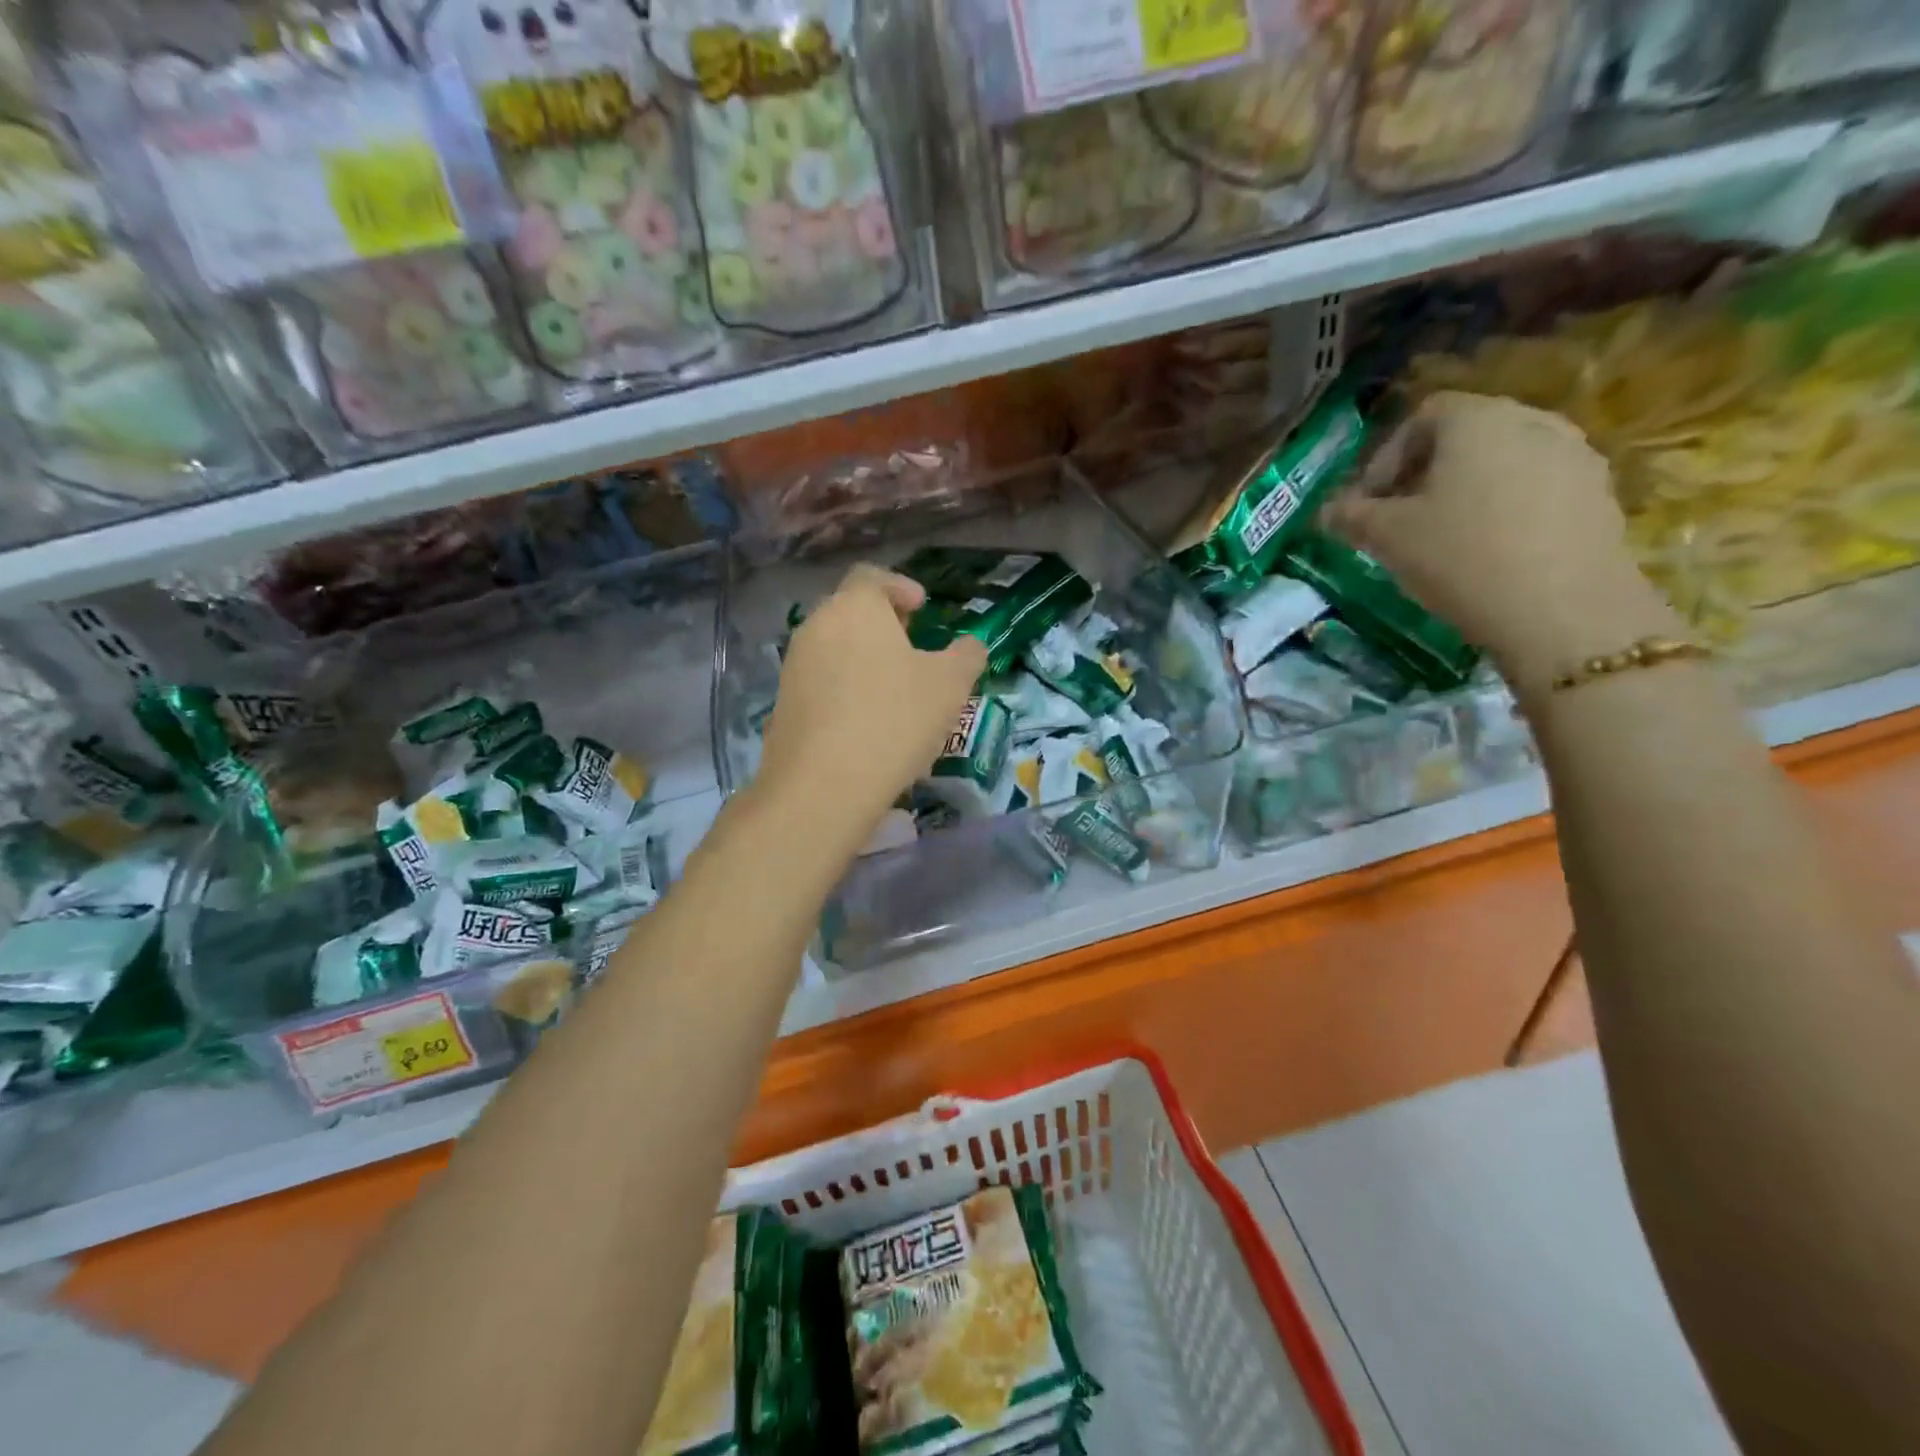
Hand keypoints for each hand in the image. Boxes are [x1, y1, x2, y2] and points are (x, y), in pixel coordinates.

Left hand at [756, 565, 986, 849]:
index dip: (900, 587)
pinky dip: (844, 688)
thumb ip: (966, 656)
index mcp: (854, 607)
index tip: (922, 608)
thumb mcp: (951, 685)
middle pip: (849, 611)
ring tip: (893, 688)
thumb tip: (970, 646)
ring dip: (862, 658)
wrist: (824, 784)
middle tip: (911, 647)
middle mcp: (816, 626)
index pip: (873, 577)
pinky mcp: (783, 704)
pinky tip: (866, 720)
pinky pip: (820, 682)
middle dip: (882, 624)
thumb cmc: (895, 719)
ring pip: (833, 647)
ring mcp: (793, 666)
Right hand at [1323, 391, 1685, 695]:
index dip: (1384, 459)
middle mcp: (1532, 420)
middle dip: (1423, 474)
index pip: (1420, 417)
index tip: (1368, 504)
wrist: (1562, 609)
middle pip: (1464, 435)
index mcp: (1477, 420)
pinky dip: (1505, 508)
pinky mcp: (1598, 493)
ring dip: (1466, 490)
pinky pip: (1536, 487)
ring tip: (1444, 538)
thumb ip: (1351, 516)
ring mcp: (1574, 454)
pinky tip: (1490, 551)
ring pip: (1502, 461)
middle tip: (1399, 520)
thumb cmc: (1461, 557)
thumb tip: (1327, 511)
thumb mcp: (1387, 537)